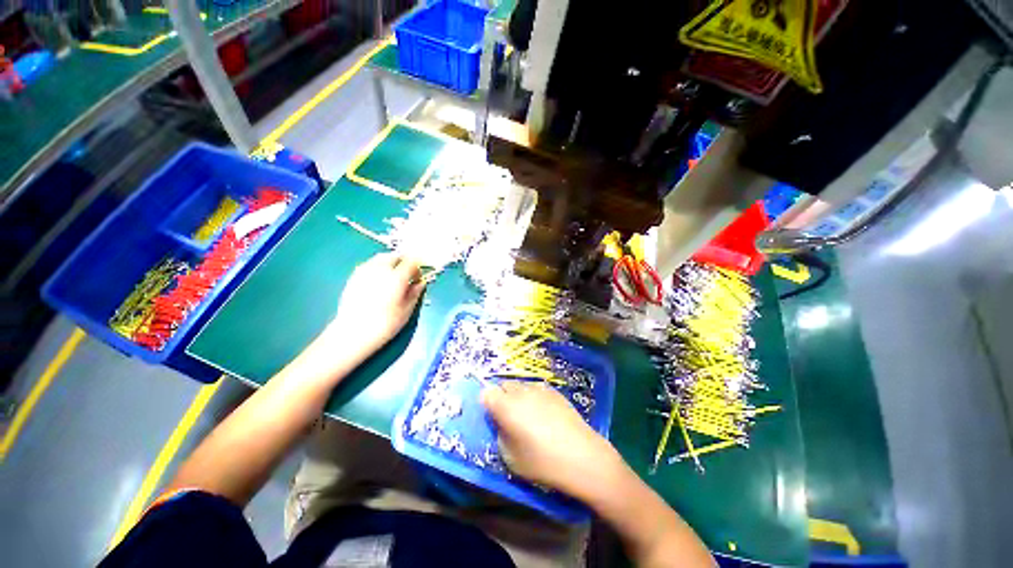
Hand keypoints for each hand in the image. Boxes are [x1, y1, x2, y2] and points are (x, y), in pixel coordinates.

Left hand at [330, 253, 425, 352]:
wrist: (352, 333)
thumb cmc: (384, 325)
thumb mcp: (406, 311)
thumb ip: (415, 293)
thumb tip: (420, 283)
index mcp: (396, 277)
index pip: (411, 261)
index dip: (418, 267)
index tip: (419, 277)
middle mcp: (381, 269)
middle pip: (395, 256)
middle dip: (404, 262)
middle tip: (407, 275)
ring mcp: (365, 271)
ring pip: (381, 258)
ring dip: (390, 263)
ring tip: (393, 276)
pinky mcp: (354, 277)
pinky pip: (370, 265)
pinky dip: (378, 268)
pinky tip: (379, 281)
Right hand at [481, 381, 624, 499]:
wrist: (582, 456)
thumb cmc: (542, 462)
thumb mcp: (510, 457)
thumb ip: (500, 434)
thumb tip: (501, 422)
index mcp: (506, 406)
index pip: (487, 392)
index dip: (487, 403)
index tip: (493, 417)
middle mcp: (521, 392)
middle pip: (503, 385)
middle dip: (502, 397)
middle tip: (509, 417)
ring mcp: (540, 388)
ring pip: (520, 386)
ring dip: (518, 396)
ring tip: (528, 416)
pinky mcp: (554, 391)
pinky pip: (536, 389)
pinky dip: (534, 397)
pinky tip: (545, 415)